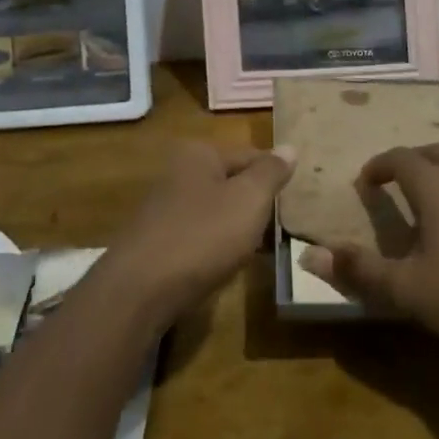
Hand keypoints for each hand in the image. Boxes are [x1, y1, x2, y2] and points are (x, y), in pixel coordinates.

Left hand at [107, 141, 294, 325]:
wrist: (140, 291)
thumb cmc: (203, 235)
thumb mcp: (249, 199)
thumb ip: (271, 172)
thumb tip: (290, 147)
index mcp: (199, 153)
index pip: (251, 156)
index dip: (276, 177)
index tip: (297, 201)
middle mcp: (178, 172)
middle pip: (232, 183)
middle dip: (256, 204)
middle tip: (282, 227)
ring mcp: (164, 208)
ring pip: (216, 211)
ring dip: (237, 228)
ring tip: (262, 250)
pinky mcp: (157, 242)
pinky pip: (199, 236)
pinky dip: (216, 247)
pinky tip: (228, 266)